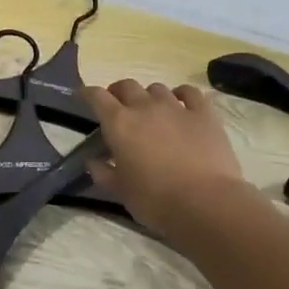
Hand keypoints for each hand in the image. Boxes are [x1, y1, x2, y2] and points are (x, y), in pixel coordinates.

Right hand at [84, 79, 249, 237]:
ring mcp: (177, 107)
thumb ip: (103, 173)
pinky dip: (181, 94)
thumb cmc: (155, 200)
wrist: (205, 202)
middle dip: (118, 92)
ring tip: (150, 110)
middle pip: (127, 86)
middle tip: (118, 107)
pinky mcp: (204, 114)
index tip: (83, 96)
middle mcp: (145, 107)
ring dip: (148, 96)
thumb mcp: (121, 191)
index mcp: (120, 124)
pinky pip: (190, 93)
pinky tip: (181, 103)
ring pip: (157, 88)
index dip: (87, 93)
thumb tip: (93, 161)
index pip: (97, 97)